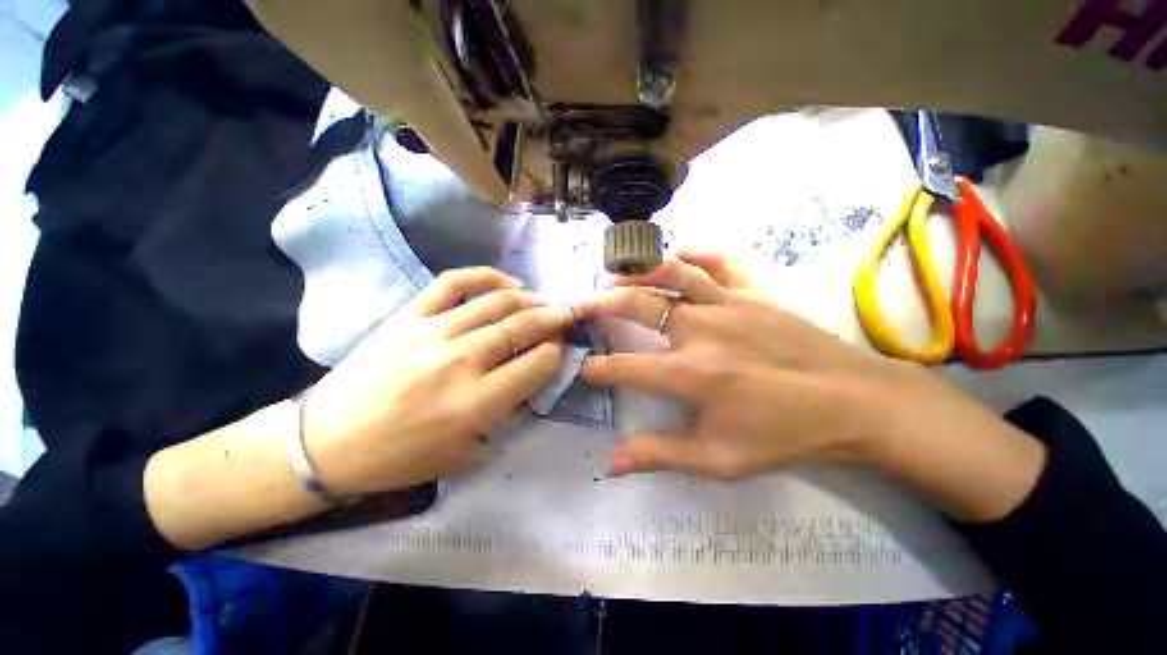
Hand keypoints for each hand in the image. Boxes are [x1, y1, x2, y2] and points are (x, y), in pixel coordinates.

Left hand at [305, 267, 572, 494]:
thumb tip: (532, 379)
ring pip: (497, 302)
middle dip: (554, 319)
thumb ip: (506, 414)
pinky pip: (454, 282)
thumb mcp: (466, 453)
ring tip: (542, 302)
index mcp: (475, 403)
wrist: (326, 442)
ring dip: (530, 299)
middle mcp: (460, 361)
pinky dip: (486, 276)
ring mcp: (432, 332)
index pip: (537, 364)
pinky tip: (506, 282)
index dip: (558, 354)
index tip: (562, 350)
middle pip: (523, 327)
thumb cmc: (401, 457)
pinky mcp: (408, 315)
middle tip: (566, 317)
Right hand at [576, 251, 1031, 479]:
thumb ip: (660, 456)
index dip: (596, 368)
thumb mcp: (719, 459)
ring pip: (671, 273)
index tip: (581, 367)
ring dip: (635, 272)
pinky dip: (693, 252)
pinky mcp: (754, 291)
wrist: (855, 403)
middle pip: (636, 306)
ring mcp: (729, 304)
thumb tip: (611, 464)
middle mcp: (702, 331)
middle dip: (599, 305)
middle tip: (579, 308)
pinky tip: (675, 254)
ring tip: (613, 276)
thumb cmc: (784, 435)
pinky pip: (719, 260)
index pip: (625, 368)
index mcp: (691, 374)